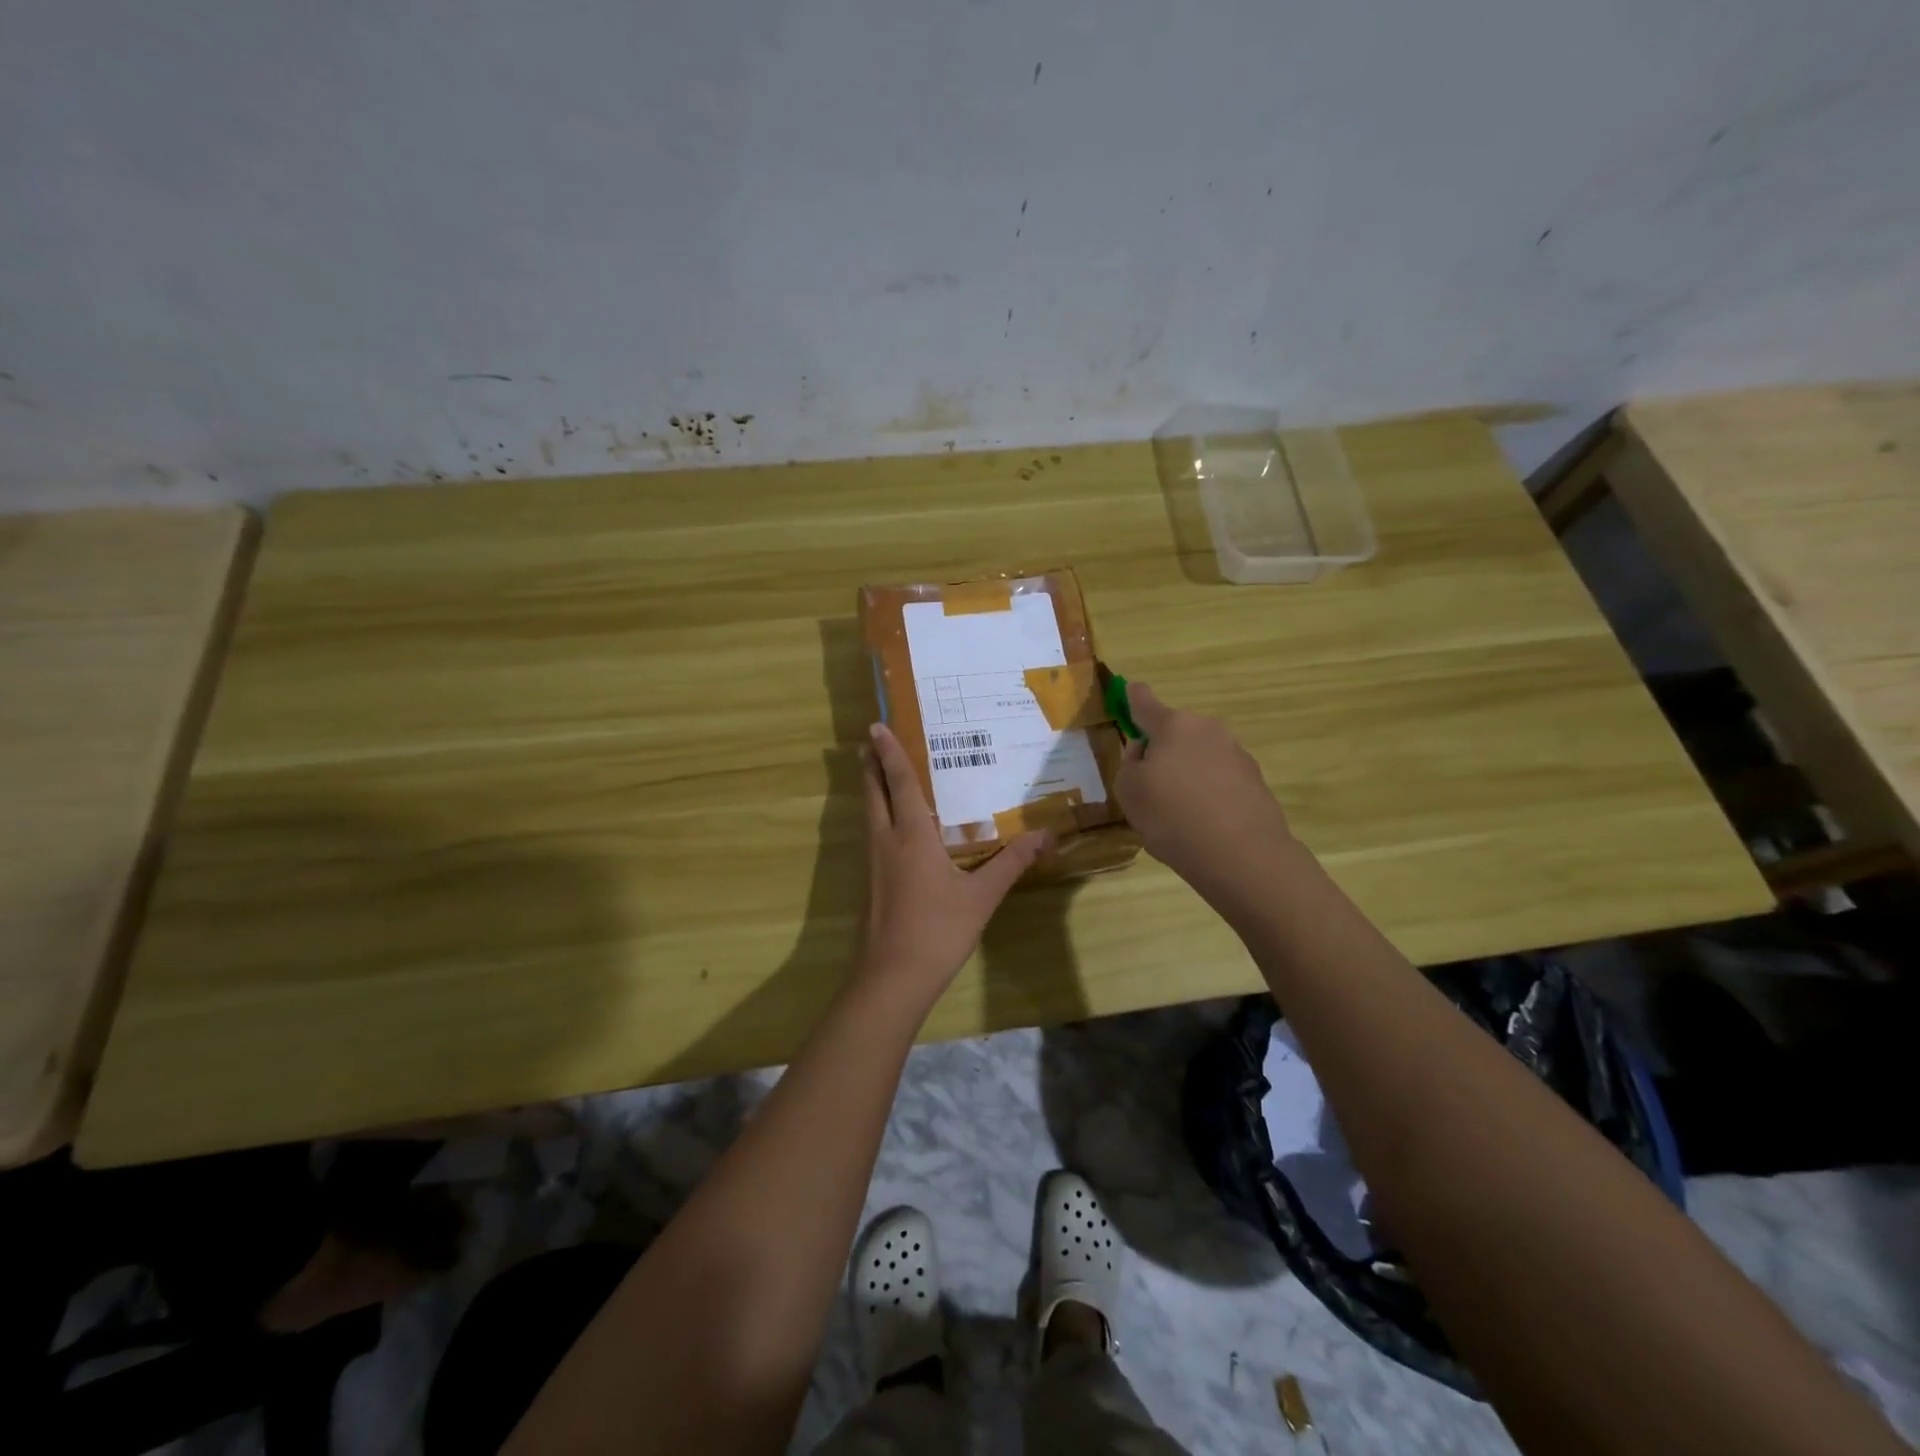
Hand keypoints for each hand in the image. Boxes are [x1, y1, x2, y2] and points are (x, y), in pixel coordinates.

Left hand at [855, 722, 1049, 1006]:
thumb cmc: (938, 929)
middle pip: (873, 792)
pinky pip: (870, 835)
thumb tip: (1046, 836)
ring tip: (876, 772)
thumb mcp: (982, 896)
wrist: (892, 977)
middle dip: (871, 764)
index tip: (877, 726)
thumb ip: (1012, 863)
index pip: (899, 782)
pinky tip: (889, 827)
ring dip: (870, 788)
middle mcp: (885, 840)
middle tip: (871, 740)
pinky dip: (876, 815)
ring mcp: (873, 863)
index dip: (889, 752)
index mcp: (911, 835)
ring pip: (868, 814)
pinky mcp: (869, 883)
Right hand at [1113, 682, 1293, 906]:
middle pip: (1175, 733)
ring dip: (1186, 773)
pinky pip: (1220, 780)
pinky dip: (1208, 793)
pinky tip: (1203, 823)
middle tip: (1149, 785)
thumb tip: (1145, 754)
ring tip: (1178, 813)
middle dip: (1162, 750)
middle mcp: (1208, 730)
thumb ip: (1130, 765)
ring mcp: (1237, 754)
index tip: (1130, 690)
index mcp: (1173, 725)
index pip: (1145, 702)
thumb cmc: (1172, 816)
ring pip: (1199, 757)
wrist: (1242, 855)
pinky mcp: (1256, 782)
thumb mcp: (1129, 792)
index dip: (1133, 697)